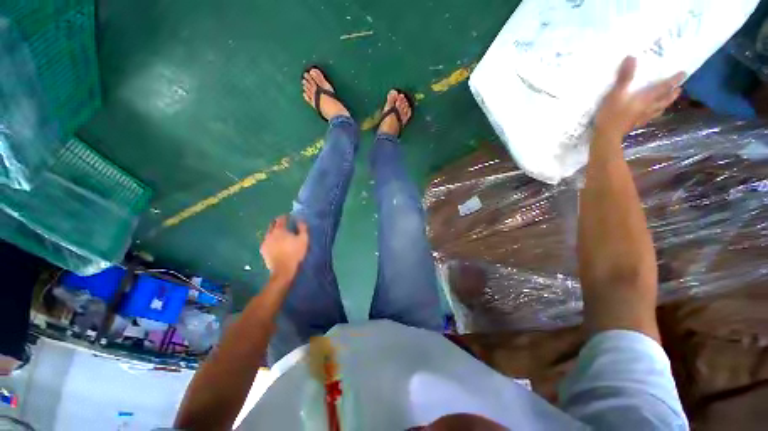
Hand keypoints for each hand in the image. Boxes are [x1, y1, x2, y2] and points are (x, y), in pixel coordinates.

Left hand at [259, 215, 308, 280]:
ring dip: (274, 232)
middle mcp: (269, 234)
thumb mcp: (303, 239)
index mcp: (279, 230)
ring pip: (269, 233)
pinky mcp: (263, 250)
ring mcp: (265, 242)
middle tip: (284, 224)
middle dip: (277, 223)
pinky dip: (271, 240)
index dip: (285, 216)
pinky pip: (267, 241)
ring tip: (280, 235)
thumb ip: (302, 228)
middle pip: (272, 224)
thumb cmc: (294, 253)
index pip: (280, 219)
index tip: (289, 216)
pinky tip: (275, 244)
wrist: (283, 269)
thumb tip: (300, 220)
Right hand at [594, 56, 684, 139]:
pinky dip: (655, 113)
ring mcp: (643, 117)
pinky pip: (650, 117)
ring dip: (666, 103)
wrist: (606, 135)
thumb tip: (632, 57)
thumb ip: (624, 77)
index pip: (664, 87)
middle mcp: (649, 107)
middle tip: (679, 88)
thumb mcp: (616, 94)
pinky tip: (653, 113)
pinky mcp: (635, 124)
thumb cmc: (611, 114)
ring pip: (659, 108)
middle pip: (665, 99)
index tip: (683, 73)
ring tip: (669, 100)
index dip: (674, 79)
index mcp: (646, 99)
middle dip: (673, 93)